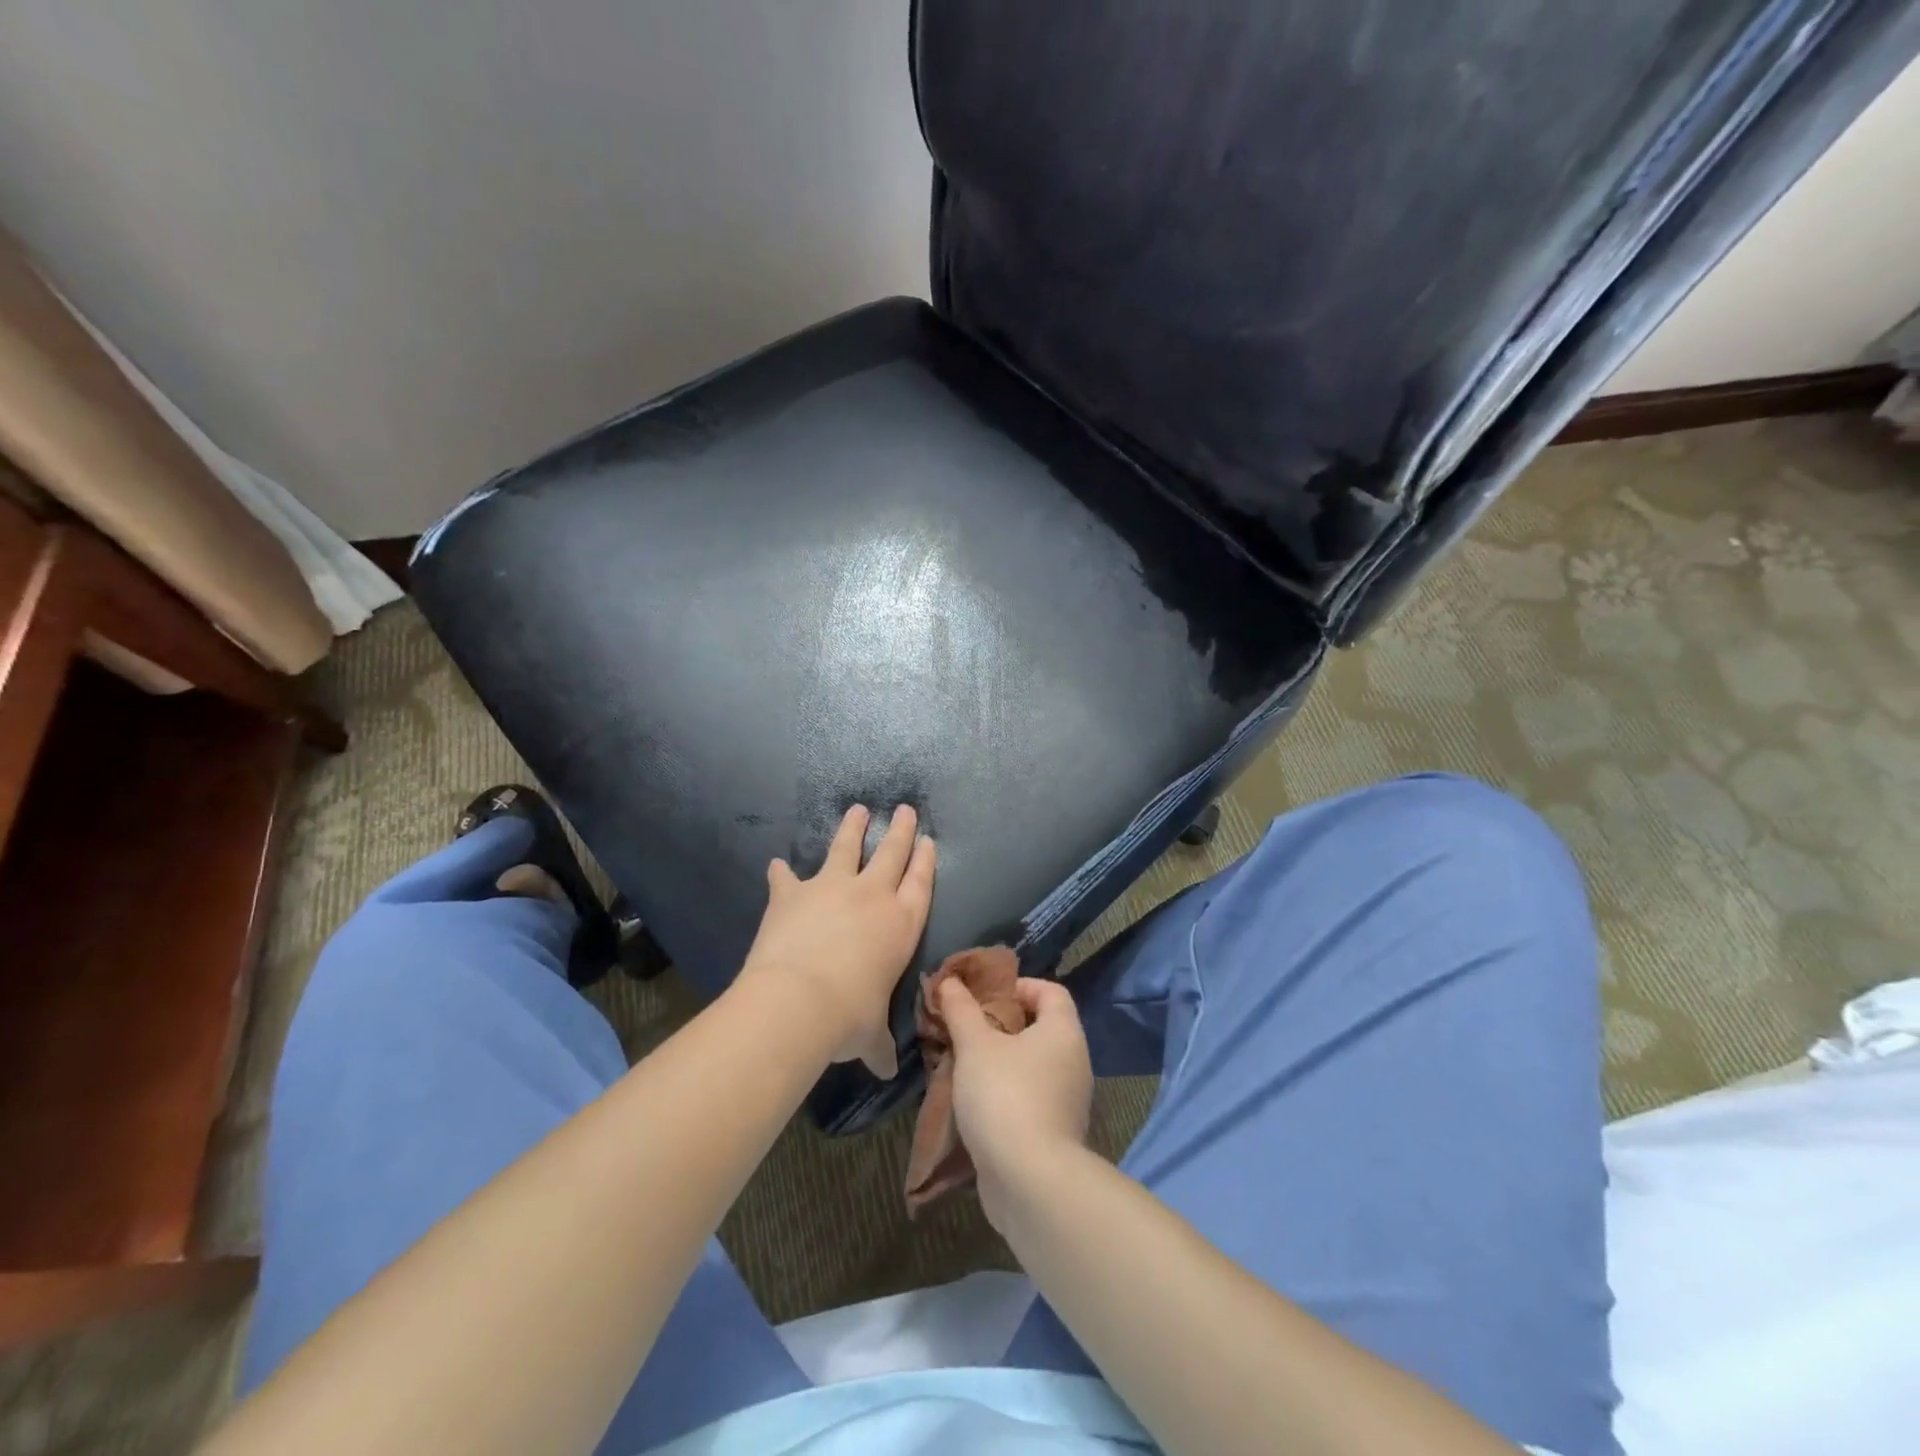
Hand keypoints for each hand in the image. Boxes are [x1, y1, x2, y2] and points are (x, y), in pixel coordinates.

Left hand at [739, 804, 935, 1078]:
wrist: (797, 1001)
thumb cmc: (849, 1017)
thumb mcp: (870, 1035)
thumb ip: (879, 1045)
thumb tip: (887, 1070)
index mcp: (901, 924)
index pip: (920, 883)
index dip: (925, 859)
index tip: (928, 839)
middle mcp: (871, 896)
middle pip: (891, 853)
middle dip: (900, 830)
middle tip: (905, 809)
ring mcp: (830, 888)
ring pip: (846, 848)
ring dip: (852, 829)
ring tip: (857, 810)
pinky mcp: (792, 893)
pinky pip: (786, 877)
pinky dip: (781, 872)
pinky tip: (776, 863)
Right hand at [939, 976, 1092, 1229]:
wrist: (1030, 1182)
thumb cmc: (1005, 1096)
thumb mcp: (975, 1045)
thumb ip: (961, 1010)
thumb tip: (950, 981)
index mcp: (1063, 1032)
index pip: (1051, 991)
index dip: (1018, 986)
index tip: (984, 997)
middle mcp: (1073, 1062)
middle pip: (1039, 1028)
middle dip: (1000, 1026)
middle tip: (965, 1029)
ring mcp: (1067, 1101)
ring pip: (1031, 1067)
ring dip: (999, 1063)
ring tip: (962, 1065)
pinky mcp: (1054, 1134)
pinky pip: (1028, 1099)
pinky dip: (1004, 1094)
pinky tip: (973, 1103)